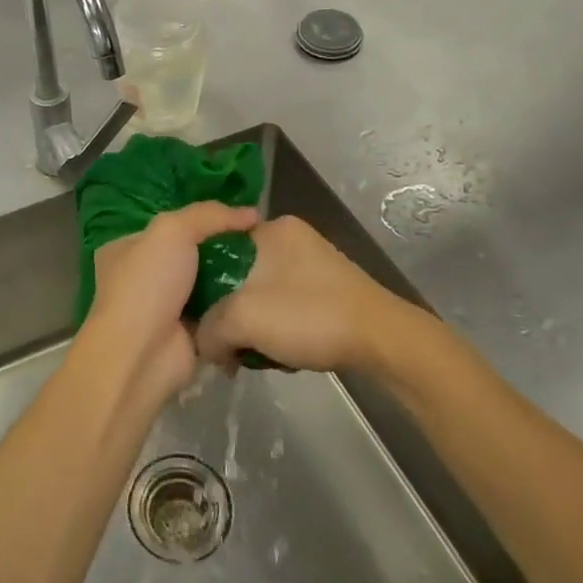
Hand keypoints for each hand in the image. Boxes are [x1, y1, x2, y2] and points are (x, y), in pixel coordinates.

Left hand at [76, 201, 258, 405]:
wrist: (142, 354)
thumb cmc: (148, 283)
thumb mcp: (173, 230)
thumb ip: (209, 214)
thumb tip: (251, 213)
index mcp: (127, 248)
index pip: (168, 225)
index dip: (201, 218)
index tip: (239, 215)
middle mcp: (142, 276)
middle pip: (190, 254)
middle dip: (220, 249)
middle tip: (260, 241)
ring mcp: (163, 308)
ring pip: (205, 284)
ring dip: (232, 278)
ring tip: (269, 264)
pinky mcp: (185, 335)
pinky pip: (216, 313)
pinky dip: (234, 307)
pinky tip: (262, 294)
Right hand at [194, 215, 414, 373]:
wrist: (382, 340)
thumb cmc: (308, 316)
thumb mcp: (242, 319)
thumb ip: (208, 330)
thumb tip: (204, 346)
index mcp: (270, 229)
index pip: (216, 248)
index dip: (201, 284)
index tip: (199, 317)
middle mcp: (292, 237)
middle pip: (239, 275)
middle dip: (232, 313)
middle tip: (230, 343)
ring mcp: (314, 263)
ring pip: (262, 295)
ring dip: (256, 326)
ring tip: (259, 353)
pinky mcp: (330, 289)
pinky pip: (287, 306)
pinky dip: (279, 329)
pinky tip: (284, 353)